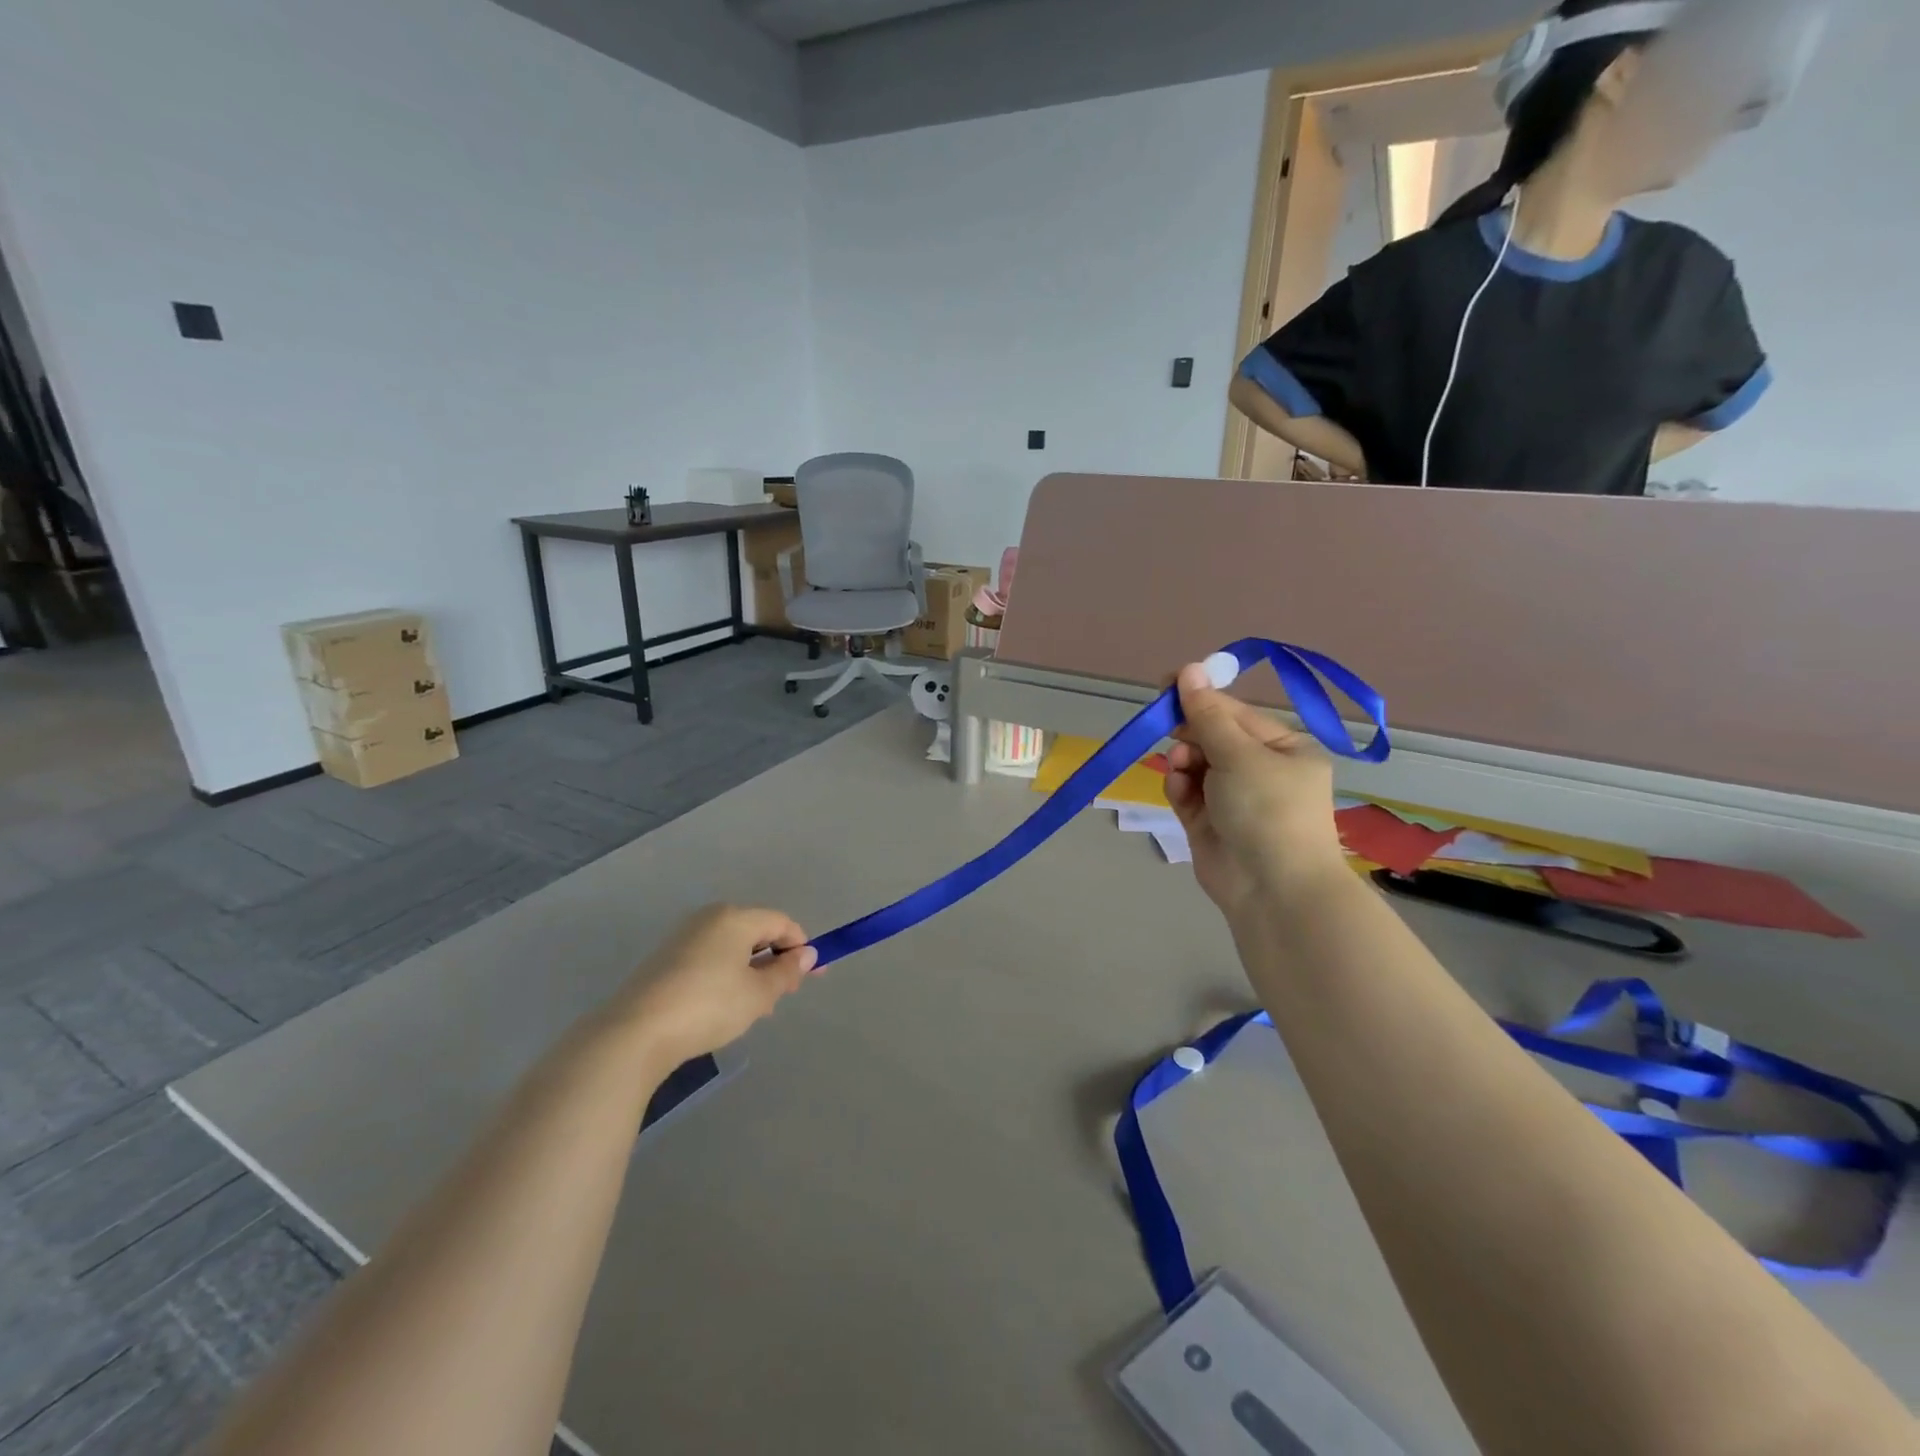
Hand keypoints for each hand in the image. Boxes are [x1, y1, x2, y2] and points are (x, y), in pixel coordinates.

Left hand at [609, 905, 816, 1067]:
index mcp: (735, 917)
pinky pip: (710, 959)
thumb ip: (786, 972)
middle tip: (784, 995)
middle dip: (775, 961)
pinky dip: (727, 976)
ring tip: (756, 1009)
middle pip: (755, 932)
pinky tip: (725, 1007)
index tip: (813, 976)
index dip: (801, 947)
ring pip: (732, 948)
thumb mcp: (758, 994)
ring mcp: (683, 937)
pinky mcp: (665, 959)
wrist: (635, 1032)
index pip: (781, 922)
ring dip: (752, 972)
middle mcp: (709, 918)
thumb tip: (806, 954)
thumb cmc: (708, 1006)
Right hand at [1165, 663, 1345, 917]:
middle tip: (1168, 727)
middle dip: (1190, 733)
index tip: (1165, 685)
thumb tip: (1189, 668)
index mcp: (1283, 749)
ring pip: (1195, 765)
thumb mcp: (1239, 754)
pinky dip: (1179, 787)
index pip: (1235, 713)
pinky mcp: (1209, 823)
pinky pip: (1187, 793)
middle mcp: (1260, 771)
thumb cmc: (1267, 809)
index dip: (1201, 697)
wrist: (1272, 889)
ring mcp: (1233, 799)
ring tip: (1180, 767)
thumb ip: (1207, 715)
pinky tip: (1178, 788)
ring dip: (1183, 761)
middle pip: (1213, 737)